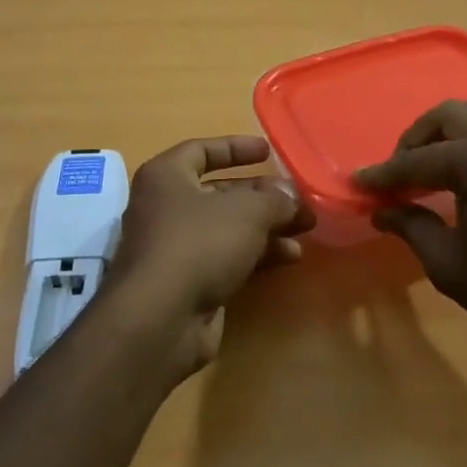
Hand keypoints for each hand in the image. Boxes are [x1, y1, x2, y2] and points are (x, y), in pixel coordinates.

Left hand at [107, 136, 313, 375]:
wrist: (160, 319)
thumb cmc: (198, 243)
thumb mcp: (247, 211)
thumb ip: (275, 199)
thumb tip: (291, 197)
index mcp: (166, 176)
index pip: (201, 150)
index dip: (235, 148)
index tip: (268, 150)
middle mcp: (166, 207)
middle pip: (220, 192)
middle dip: (263, 195)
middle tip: (299, 199)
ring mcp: (176, 248)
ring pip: (228, 228)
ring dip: (267, 227)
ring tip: (306, 229)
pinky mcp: (189, 282)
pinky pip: (228, 258)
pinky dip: (258, 255)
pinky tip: (290, 257)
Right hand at [353, 96, 466, 357]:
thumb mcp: (449, 264)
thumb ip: (412, 227)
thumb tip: (382, 211)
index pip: (419, 160)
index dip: (385, 174)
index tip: (361, 183)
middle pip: (450, 116)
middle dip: (417, 138)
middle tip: (399, 171)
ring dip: (454, 123)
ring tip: (437, 155)